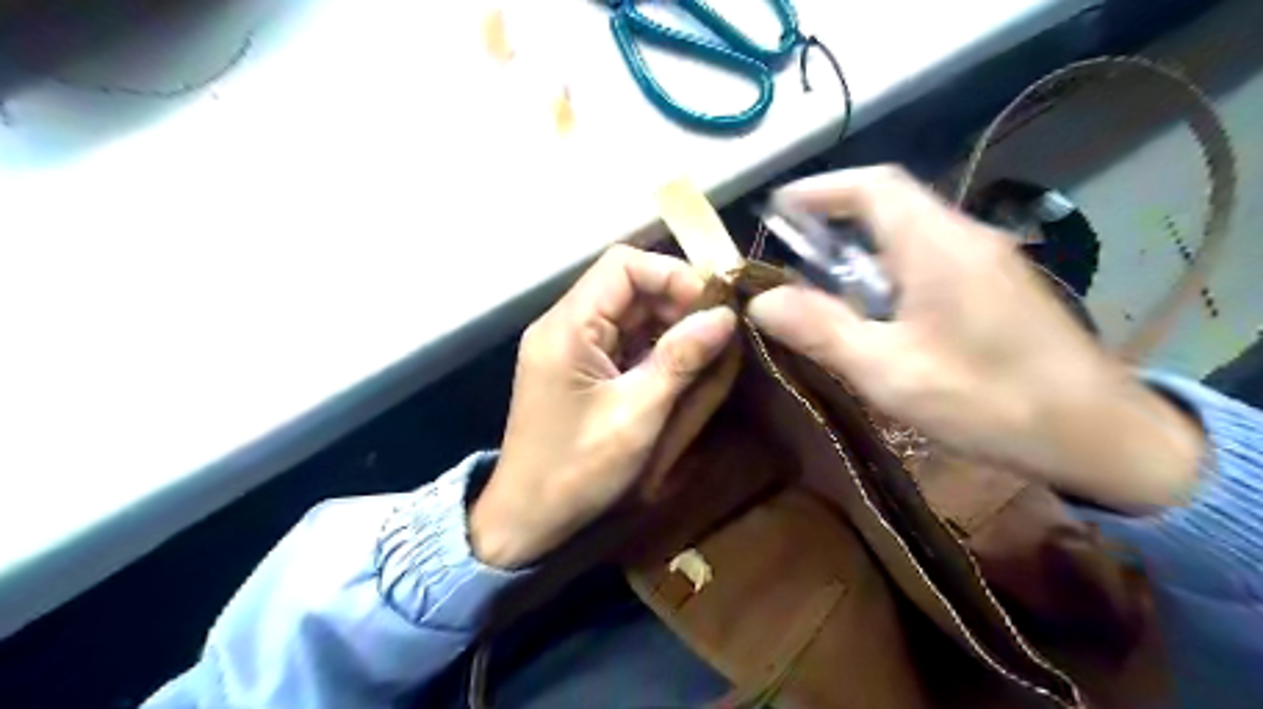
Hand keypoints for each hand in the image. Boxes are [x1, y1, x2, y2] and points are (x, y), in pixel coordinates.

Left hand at [467, 248, 736, 568]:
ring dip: (669, 325)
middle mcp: (565, 325)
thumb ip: (681, 359)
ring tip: (707, 350)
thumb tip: (726, 315)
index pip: (623, 265)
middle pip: (627, 286)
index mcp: (568, 327)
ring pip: (628, 313)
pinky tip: (681, 366)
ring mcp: (570, 346)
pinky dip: (654, 347)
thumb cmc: (577, 469)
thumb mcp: (637, 414)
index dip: (672, 275)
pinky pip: (622, 340)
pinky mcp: (578, 367)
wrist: (528, 518)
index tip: (713, 304)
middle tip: (719, 331)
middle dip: (676, 302)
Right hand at [747, 166, 1202, 508]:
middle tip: (790, 251)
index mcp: (936, 246)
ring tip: (822, 284)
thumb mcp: (887, 370)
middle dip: (835, 219)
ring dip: (861, 249)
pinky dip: (888, 270)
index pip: (873, 187)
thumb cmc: (987, 400)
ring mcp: (986, 261)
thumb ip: (821, 330)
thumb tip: (760, 301)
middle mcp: (964, 237)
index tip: (778, 207)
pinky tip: (876, 311)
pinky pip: (930, 259)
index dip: (821, 189)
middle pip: (891, 206)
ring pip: (910, 234)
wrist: (1099, 435)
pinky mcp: (996, 287)